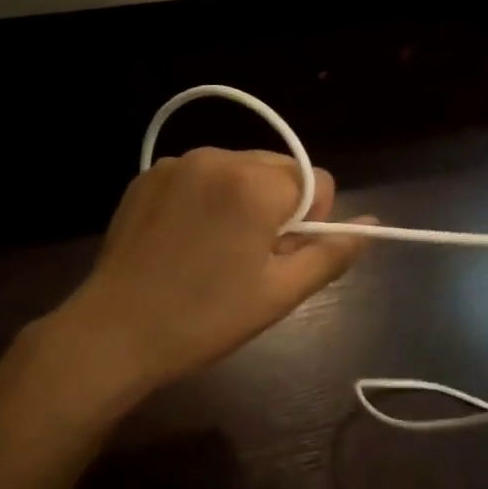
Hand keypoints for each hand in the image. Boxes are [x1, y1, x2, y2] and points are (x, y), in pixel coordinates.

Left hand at [51, 148, 368, 399]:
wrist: (115, 331)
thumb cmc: (206, 318)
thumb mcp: (280, 294)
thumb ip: (331, 253)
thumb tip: (372, 226)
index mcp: (256, 184)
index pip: (318, 181)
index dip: (312, 222)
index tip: (282, 256)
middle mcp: (218, 157)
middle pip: (278, 170)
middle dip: (278, 207)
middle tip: (250, 258)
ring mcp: (178, 163)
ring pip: (239, 170)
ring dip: (242, 200)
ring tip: (215, 250)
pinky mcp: (148, 174)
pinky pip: (200, 175)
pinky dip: (206, 198)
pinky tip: (185, 239)